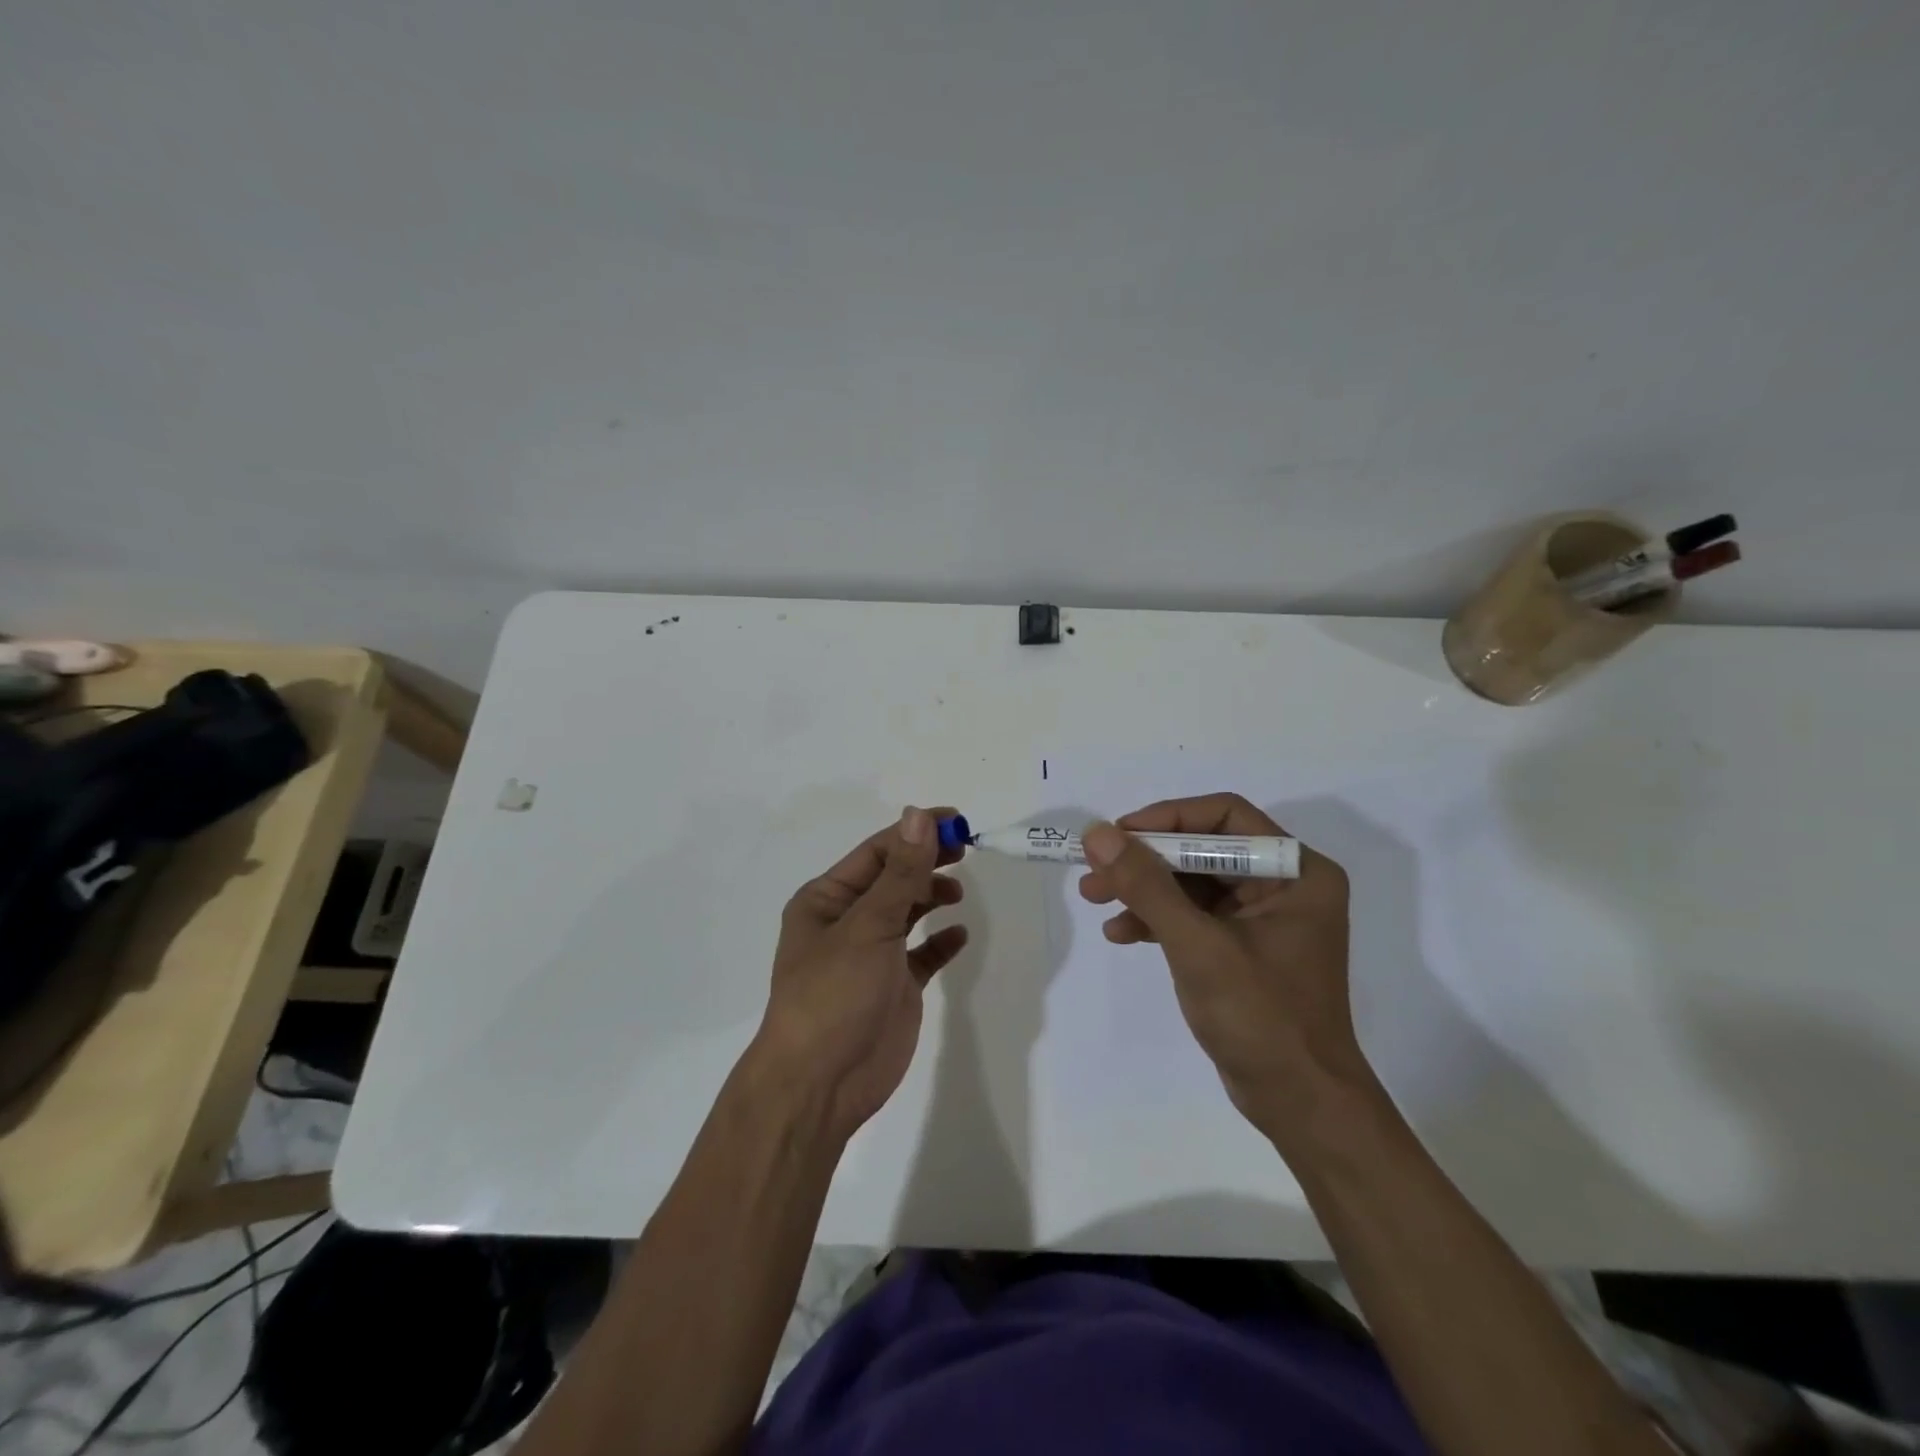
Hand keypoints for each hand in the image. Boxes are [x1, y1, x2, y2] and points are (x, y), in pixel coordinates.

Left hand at [751, 806, 968, 1140]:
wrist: (821, 1085)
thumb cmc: (834, 994)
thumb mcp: (868, 926)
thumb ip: (900, 873)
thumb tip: (919, 815)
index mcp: (827, 899)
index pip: (877, 853)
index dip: (915, 834)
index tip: (957, 822)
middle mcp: (847, 921)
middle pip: (894, 878)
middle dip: (927, 862)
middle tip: (966, 850)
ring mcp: (872, 955)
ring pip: (907, 912)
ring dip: (932, 896)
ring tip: (956, 893)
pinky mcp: (894, 986)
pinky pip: (922, 954)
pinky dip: (940, 942)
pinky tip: (958, 935)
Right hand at [1078, 793, 1373, 1141]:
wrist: (1300, 1105)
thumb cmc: (1261, 1018)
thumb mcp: (1198, 946)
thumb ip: (1147, 886)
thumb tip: (1098, 834)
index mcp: (1296, 871)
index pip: (1225, 816)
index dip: (1168, 819)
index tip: (1118, 834)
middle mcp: (1284, 884)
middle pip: (1203, 849)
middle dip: (1146, 860)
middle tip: (1095, 870)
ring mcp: (1263, 917)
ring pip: (1192, 882)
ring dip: (1143, 889)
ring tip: (1094, 899)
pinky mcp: (1242, 946)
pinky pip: (1194, 915)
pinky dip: (1157, 920)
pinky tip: (1120, 934)